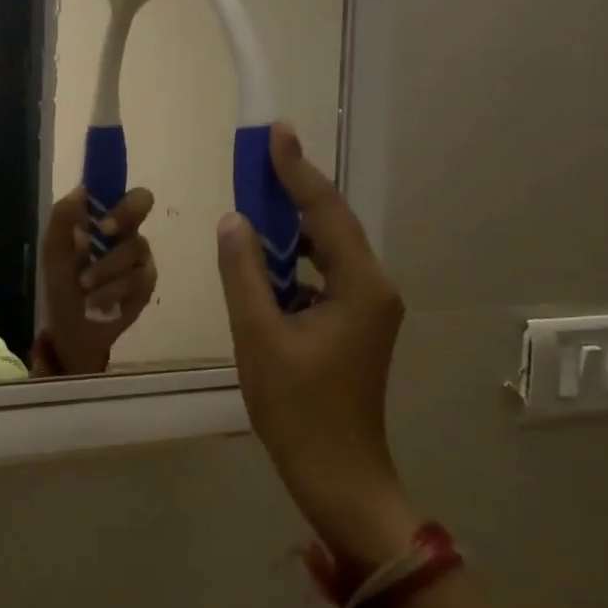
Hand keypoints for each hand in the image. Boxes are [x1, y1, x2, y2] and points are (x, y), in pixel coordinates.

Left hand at [39, 187, 157, 374]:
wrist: (70, 327)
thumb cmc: (62, 283)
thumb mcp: (54, 251)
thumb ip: (63, 218)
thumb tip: (81, 189)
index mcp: (104, 219)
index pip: (118, 188)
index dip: (116, 189)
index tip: (100, 210)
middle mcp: (127, 231)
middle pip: (142, 203)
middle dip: (122, 215)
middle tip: (102, 232)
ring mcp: (140, 258)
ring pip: (134, 248)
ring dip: (105, 268)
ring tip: (83, 286)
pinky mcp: (146, 285)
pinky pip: (137, 279)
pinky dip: (111, 292)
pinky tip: (96, 303)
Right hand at [216, 124, 417, 573]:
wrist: (337, 475)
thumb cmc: (297, 408)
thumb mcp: (258, 335)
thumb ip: (243, 272)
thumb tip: (233, 221)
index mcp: (360, 286)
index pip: (326, 212)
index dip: (297, 170)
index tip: (275, 132)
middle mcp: (373, 289)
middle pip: (332, 225)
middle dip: (295, 190)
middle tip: (261, 155)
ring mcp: (366, 309)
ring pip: (326, 251)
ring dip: (292, 226)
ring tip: (257, 197)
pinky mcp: (353, 327)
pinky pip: (321, 277)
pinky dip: (292, 261)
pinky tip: (264, 257)